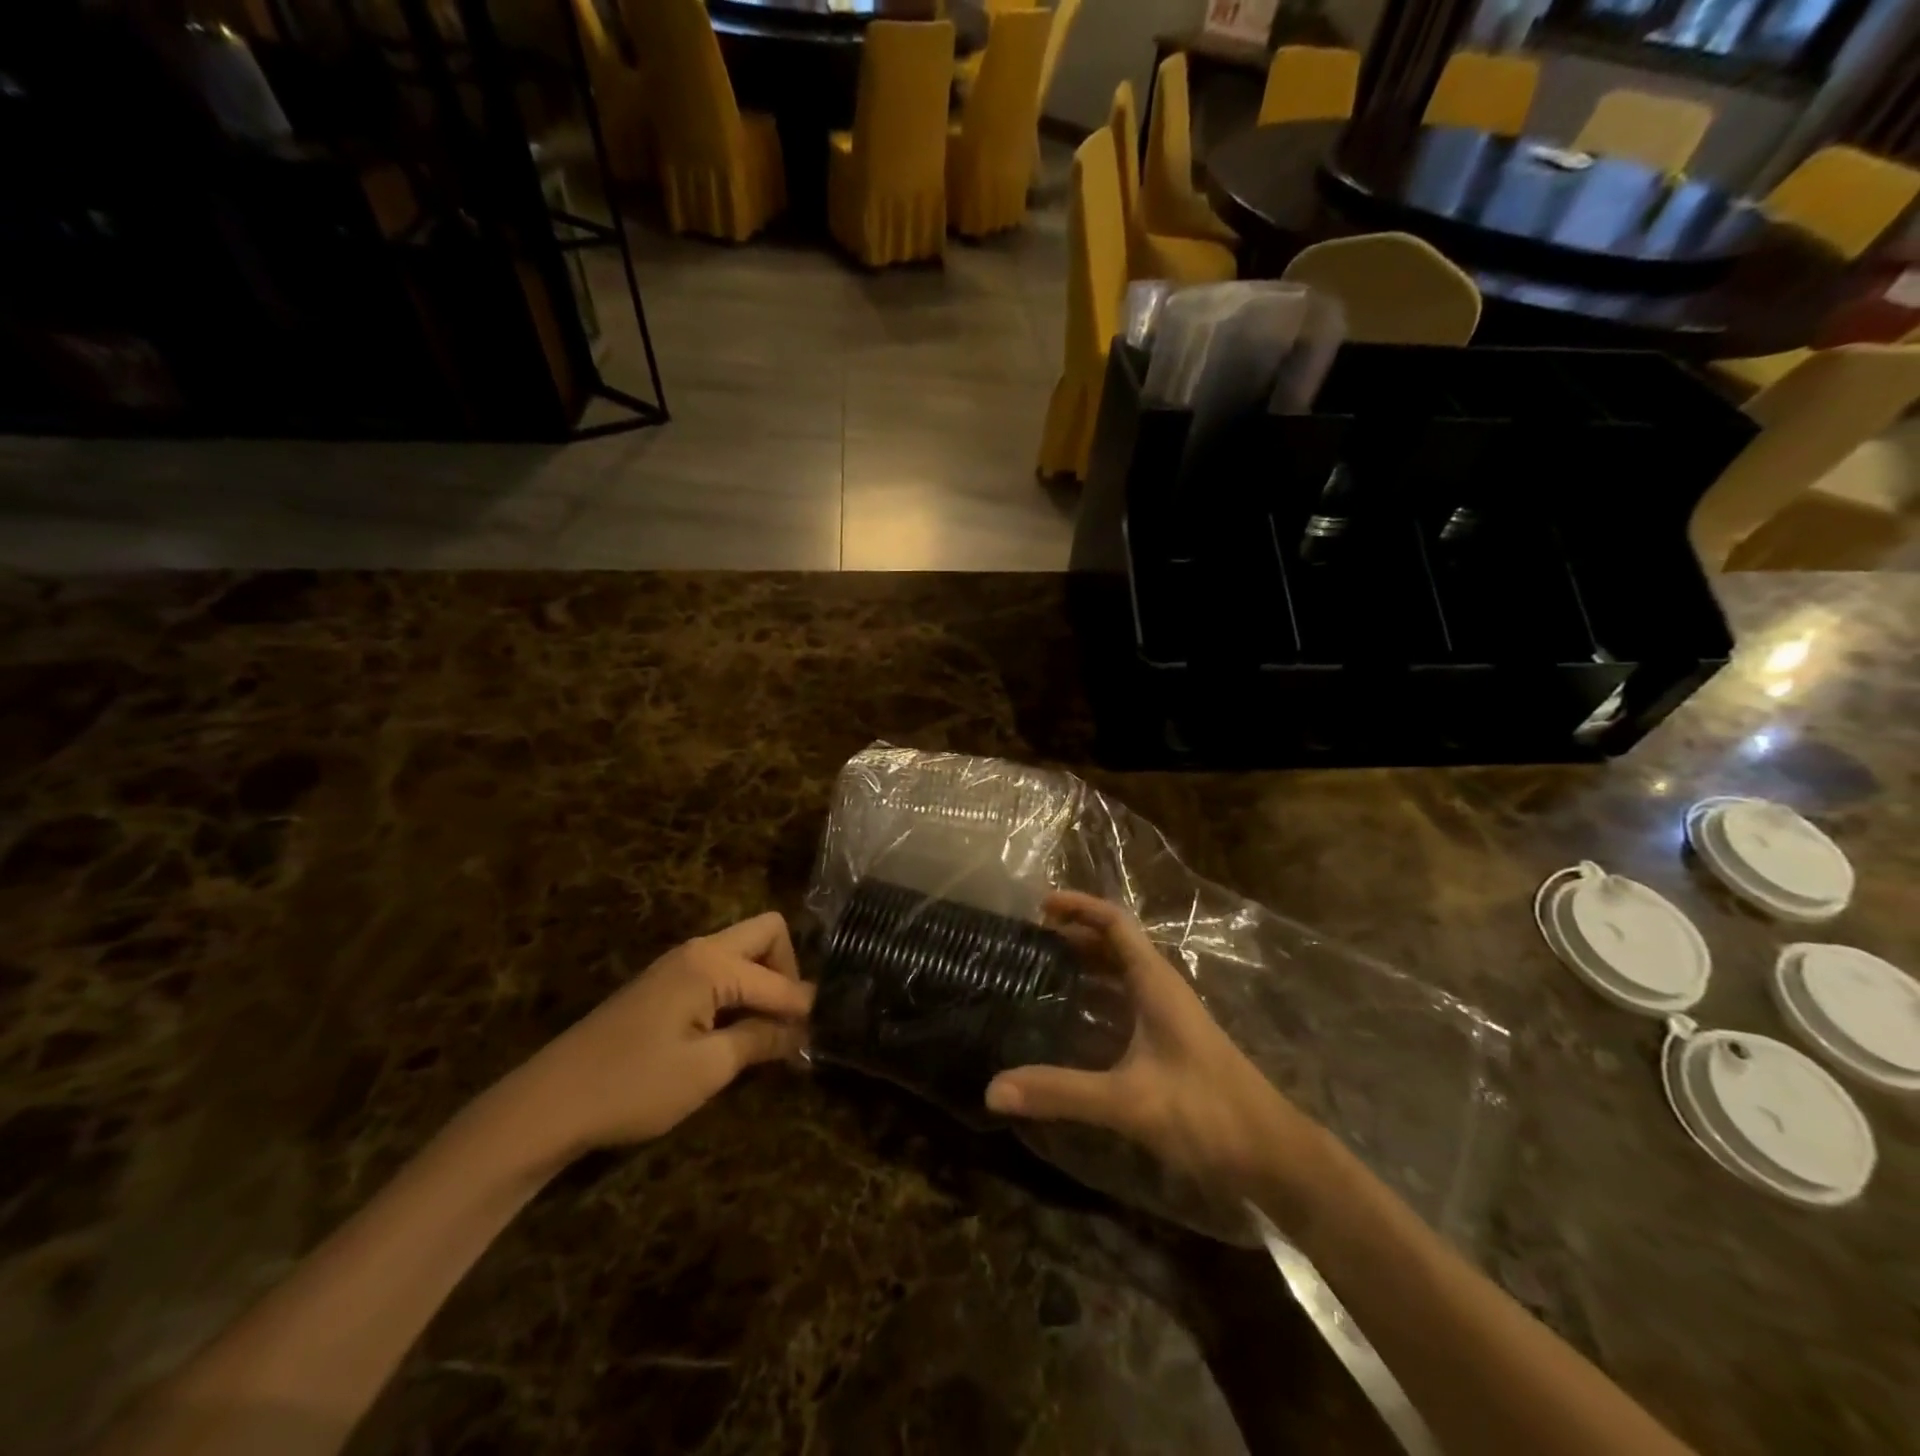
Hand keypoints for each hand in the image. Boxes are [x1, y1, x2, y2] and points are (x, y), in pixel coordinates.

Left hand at [506, 912, 813, 1158]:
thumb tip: (804, 1030)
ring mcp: (678, 965)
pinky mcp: (665, 985)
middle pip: (766, 936)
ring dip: (764, 984)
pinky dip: (741, 993)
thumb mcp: (706, 1069)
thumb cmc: (632, 1086)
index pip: (778, 979)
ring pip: (743, 953)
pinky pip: (721, 972)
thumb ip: (761, 1040)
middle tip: (792, 1022)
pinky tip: (739, 1032)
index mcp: (710, 963)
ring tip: (773, 1033)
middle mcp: (698, 950)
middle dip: (788, 973)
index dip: (805, 1008)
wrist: (547, 1105)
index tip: (826, 1035)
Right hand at [986, 892, 1324, 1212]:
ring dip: (1084, 967)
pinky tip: (1069, 1025)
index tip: (1039, 906)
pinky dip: (1095, 1001)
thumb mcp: (1128, 1100)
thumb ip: (1060, 1092)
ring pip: (1120, 976)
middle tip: (1028, 943)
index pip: (1115, 923)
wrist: (1271, 1154)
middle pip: (1114, 945)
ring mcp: (1168, 1017)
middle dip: (1073, 936)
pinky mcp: (1169, 1044)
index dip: (1079, 906)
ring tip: (1039, 975)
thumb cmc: (1206, 1111)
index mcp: (1155, 982)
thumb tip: (993, 1088)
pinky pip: (1125, 1006)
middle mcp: (1161, 989)